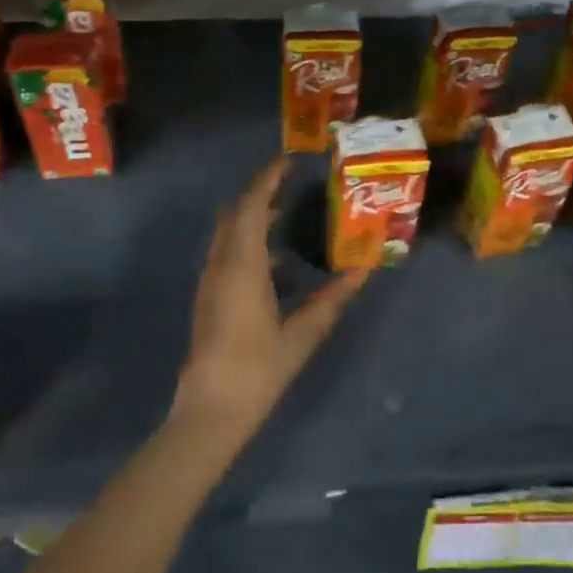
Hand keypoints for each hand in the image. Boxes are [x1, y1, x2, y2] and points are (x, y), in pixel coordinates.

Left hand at [172, 159, 368, 440]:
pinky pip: (226, 252)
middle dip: (259, 193)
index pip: (250, 207)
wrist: (210, 411)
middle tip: (291, 184)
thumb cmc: (257, 371)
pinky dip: (246, 240)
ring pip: (227, 233)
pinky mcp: (209, 297)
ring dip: (251, 216)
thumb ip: (331, 301)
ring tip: (285, 213)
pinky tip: (274, 260)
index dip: (266, 180)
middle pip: (235, 214)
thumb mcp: (301, 336)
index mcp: (242, 267)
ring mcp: (210, 282)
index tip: (288, 162)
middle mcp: (221, 265)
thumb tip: (363, 272)